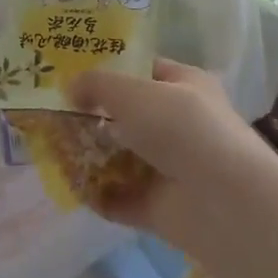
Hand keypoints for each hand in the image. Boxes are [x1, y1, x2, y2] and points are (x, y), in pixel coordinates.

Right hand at [68, 58, 277, 249]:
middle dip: (93, 116)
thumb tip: (71, 87)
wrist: (226, 203)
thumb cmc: (182, 129)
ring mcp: (172, 168)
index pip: (144, 70)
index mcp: (185, 85)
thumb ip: (97, 85)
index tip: (71, 75)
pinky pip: (121, 197)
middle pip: (129, 116)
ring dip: (91, 156)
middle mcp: (180, 124)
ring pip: (123, 157)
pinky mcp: (162, 207)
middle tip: (52, 115)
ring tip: (51, 150)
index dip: (110, 70)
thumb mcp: (133, 92)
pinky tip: (70, 186)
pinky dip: (98, 194)